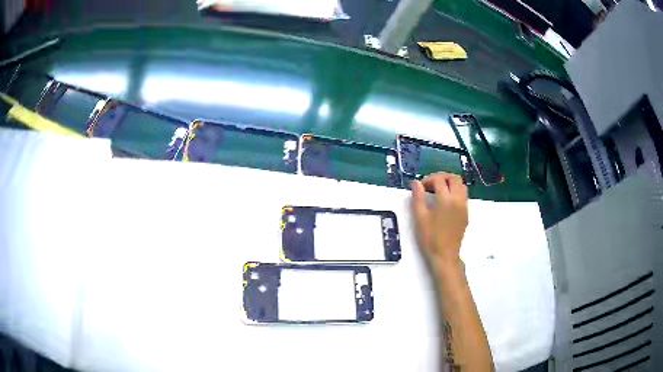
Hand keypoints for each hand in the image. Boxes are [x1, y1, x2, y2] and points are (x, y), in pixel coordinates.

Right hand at [411, 172, 468, 264]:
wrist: (445, 255)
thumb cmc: (430, 238)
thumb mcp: (420, 217)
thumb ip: (418, 197)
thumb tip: (416, 183)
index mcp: (446, 199)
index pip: (439, 180)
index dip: (428, 180)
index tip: (420, 187)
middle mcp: (458, 200)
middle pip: (454, 178)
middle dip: (442, 177)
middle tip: (431, 185)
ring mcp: (464, 206)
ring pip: (461, 186)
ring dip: (450, 184)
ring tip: (439, 191)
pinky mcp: (466, 213)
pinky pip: (463, 196)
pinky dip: (455, 192)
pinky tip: (445, 202)